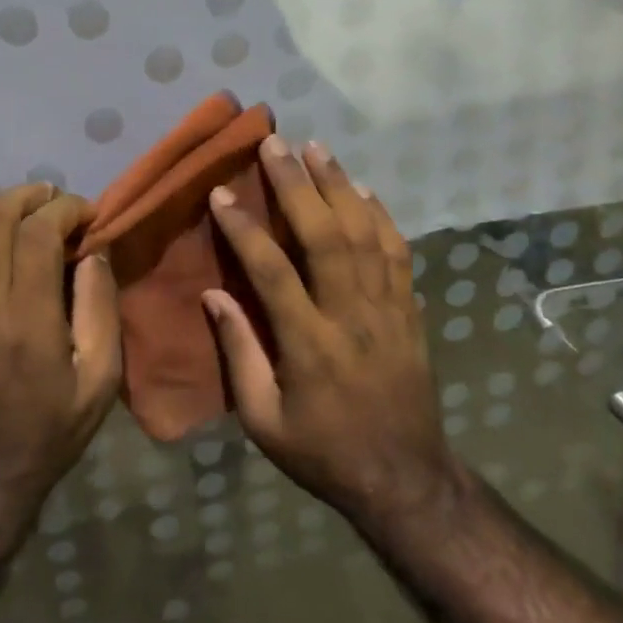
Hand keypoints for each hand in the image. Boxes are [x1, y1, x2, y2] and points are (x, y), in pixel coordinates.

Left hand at [0, 184, 121, 535]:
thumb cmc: (48, 431)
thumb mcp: (99, 381)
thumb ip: (100, 310)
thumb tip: (94, 253)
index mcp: (27, 318)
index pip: (37, 233)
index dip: (65, 209)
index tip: (88, 213)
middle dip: (28, 196)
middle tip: (55, 201)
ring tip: (20, 210)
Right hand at [203, 137, 456, 527]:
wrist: (404, 478)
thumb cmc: (323, 451)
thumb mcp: (264, 420)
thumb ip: (239, 354)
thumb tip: (212, 295)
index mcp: (310, 344)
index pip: (273, 271)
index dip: (245, 229)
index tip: (221, 194)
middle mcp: (351, 315)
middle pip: (325, 236)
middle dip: (297, 185)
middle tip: (274, 144)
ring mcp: (388, 309)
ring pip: (364, 233)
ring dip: (339, 185)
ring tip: (316, 148)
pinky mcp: (410, 310)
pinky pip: (397, 252)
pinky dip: (380, 215)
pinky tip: (364, 189)